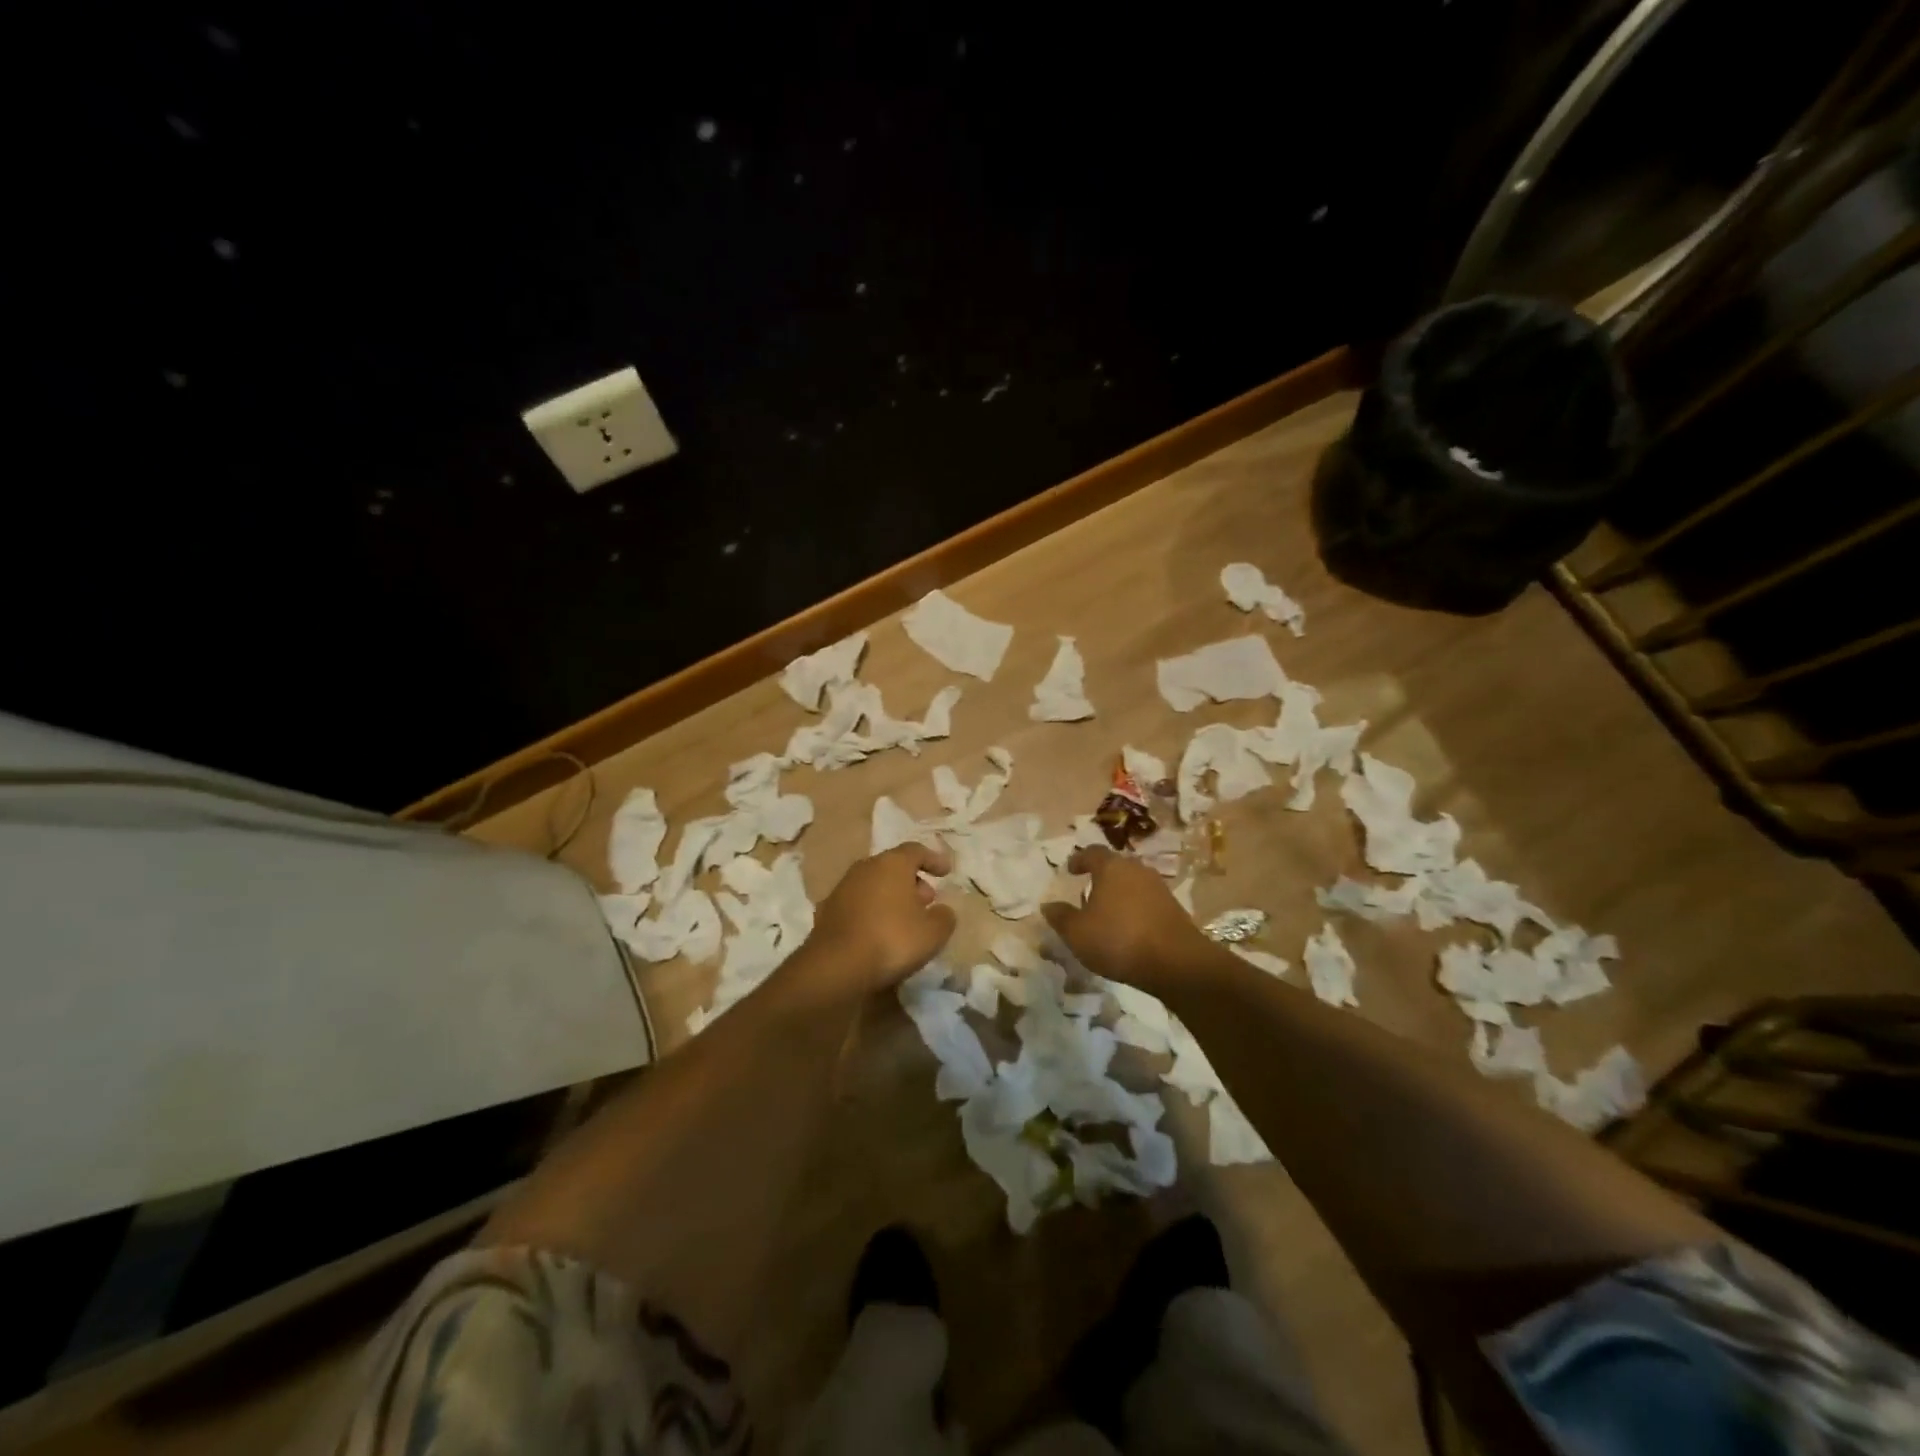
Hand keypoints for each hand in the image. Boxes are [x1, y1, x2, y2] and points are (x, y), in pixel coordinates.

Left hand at [802, 842, 956, 996]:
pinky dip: (871, 911)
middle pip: (892, 866)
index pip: (916, 850)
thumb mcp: (933, 933)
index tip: (946, 872)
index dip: (933, 859)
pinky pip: (857, 904)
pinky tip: (878, 932)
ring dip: (890, 896)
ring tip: (904, 919)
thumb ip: (944, 917)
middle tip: (927, 900)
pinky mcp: (826, 911)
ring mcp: (842, 888)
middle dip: (912, 880)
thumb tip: (942, 911)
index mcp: (892, 864)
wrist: (836, 966)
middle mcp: (865, 868)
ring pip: (873, 884)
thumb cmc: (892, 940)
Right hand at [1041, 846, 1218, 994]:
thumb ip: (1060, 917)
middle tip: (1087, 893)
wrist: (1176, 962)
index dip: (1079, 859)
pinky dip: (1135, 909)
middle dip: (1100, 877)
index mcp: (1111, 867)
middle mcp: (1137, 869)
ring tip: (1107, 914)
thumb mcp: (1077, 933)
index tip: (1070, 870)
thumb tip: (1048, 905)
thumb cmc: (1118, 939)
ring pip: (1132, 884)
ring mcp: (1159, 887)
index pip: (1092, 852)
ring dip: (1119, 894)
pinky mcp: (1174, 908)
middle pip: (1115, 866)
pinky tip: (1129, 929)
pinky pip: (1147, 901)